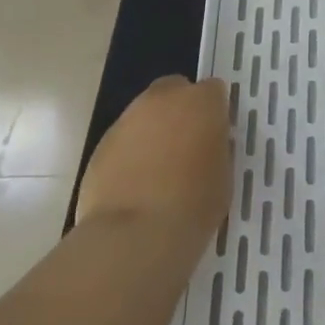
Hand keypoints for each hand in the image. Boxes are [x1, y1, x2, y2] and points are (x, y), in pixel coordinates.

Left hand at [75, 76, 231, 250]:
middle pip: (174, 90)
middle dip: (180, 110)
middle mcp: (162, 100)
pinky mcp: (101, 143)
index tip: (216, 134)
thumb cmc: (194, 204)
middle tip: (188, 145)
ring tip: (159, 170)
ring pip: (145, 114)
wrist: (135, 234)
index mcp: (201, 102)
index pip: (213, 90)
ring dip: (154, 131)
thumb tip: (207, 142)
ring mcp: (127, 119)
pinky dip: (131, 153)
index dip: (215, 110)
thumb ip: (216, 147)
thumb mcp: (224, 174)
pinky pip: (124, 140)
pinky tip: (135, 184)